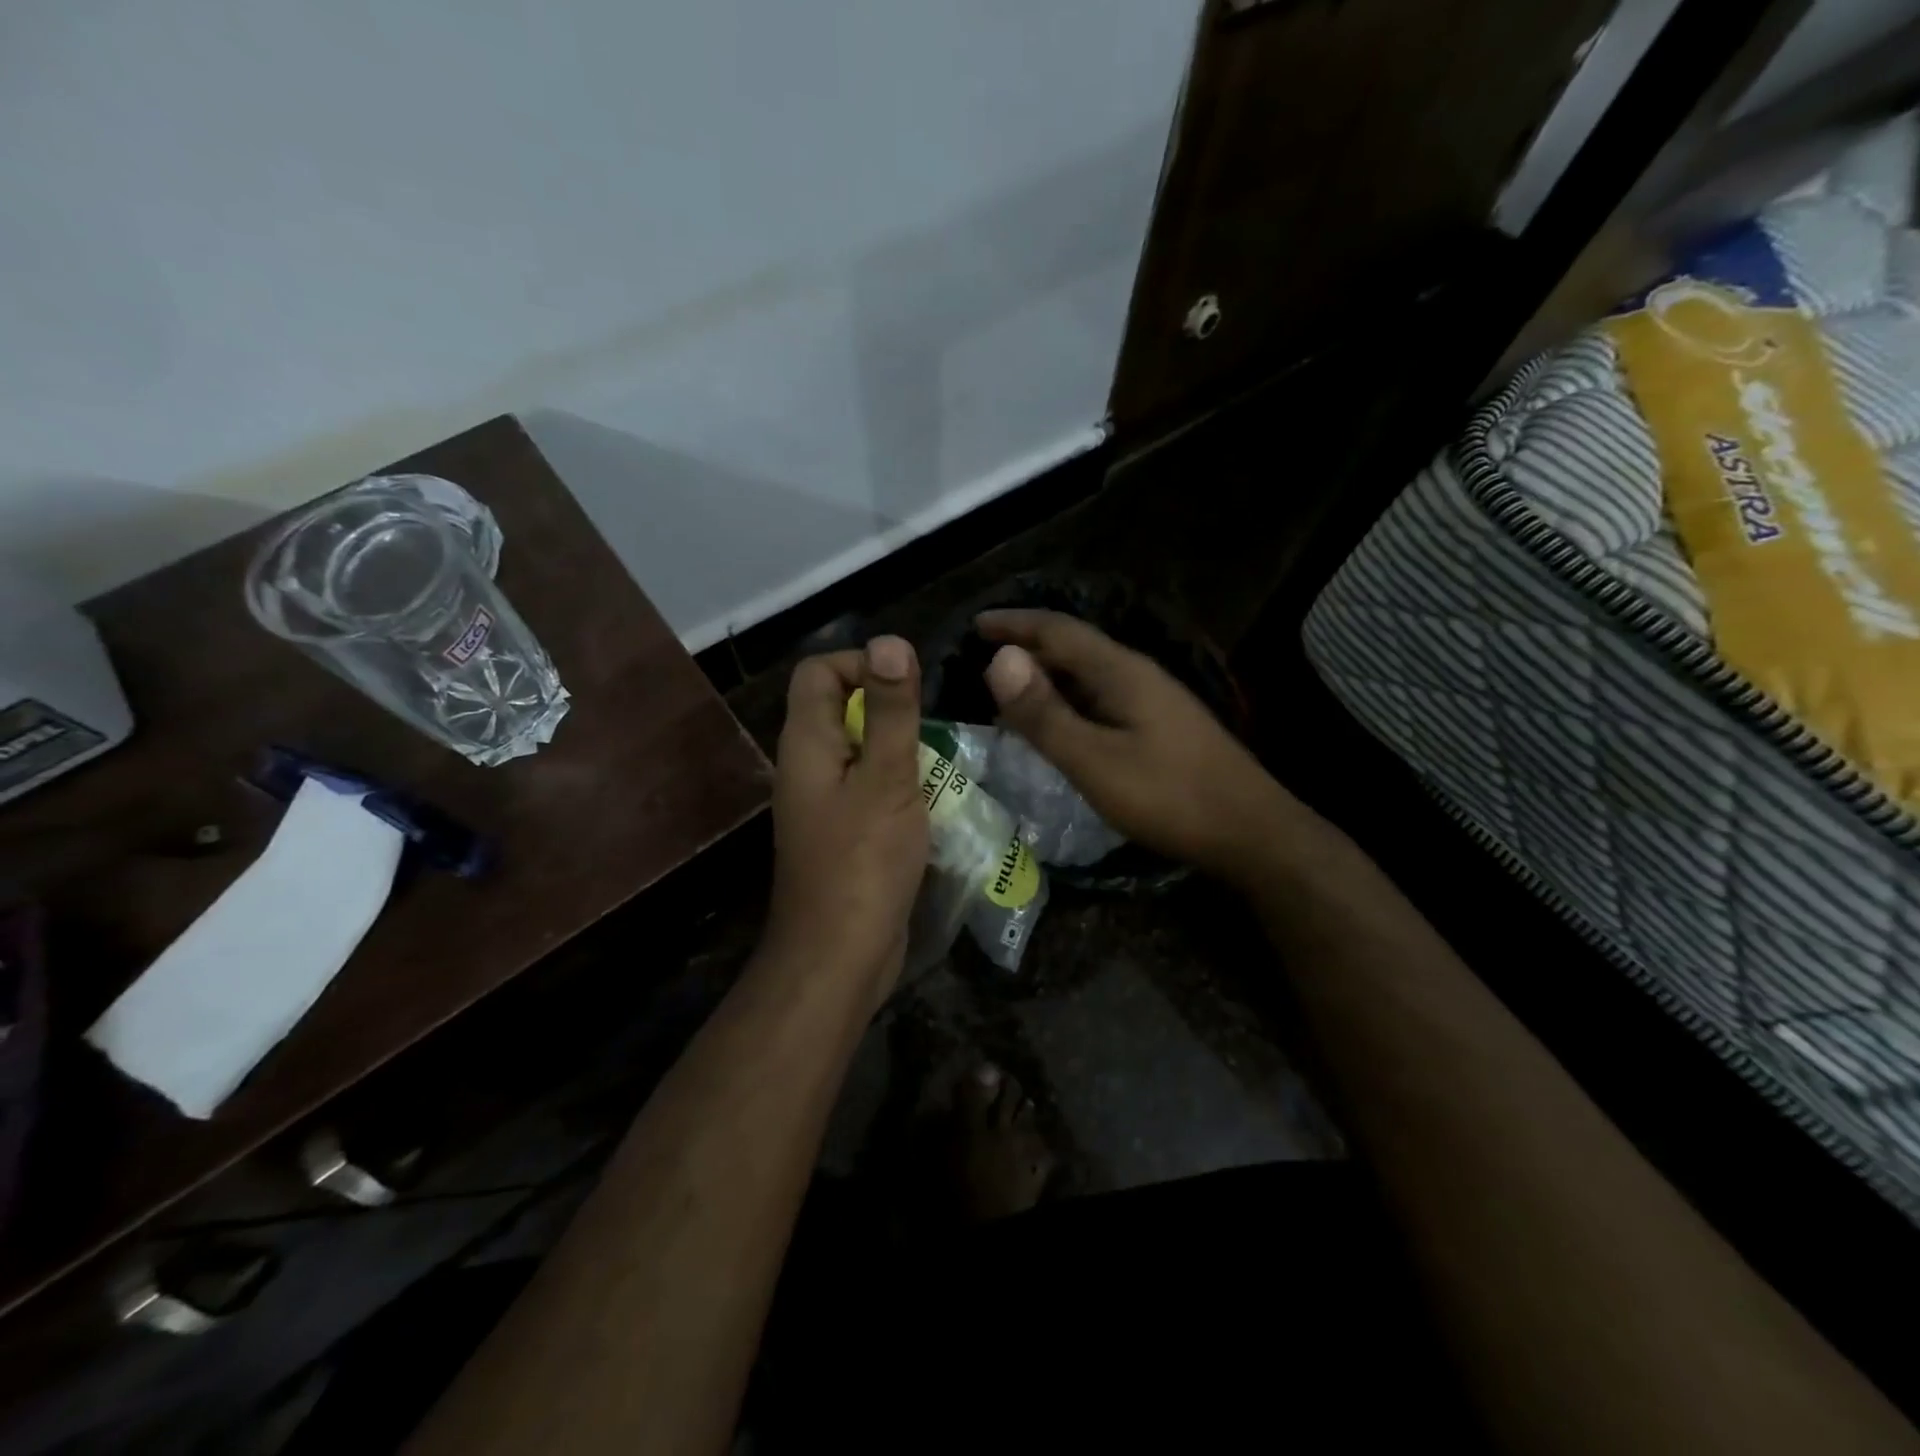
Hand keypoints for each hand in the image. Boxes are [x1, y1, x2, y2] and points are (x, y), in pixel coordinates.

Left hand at [766, 636, 928, 997]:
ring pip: (861, 749)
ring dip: (900, 747)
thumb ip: (889, 711)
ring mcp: (825, 801)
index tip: (909, 689)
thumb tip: (890, 641)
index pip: (819, 671)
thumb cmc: (863, 862)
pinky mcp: (845, 831)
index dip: (862, 664)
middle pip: (841, 707)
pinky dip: (900, 783)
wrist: (839, 955)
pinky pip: (871, 787)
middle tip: (933, 728)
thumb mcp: (886, 778)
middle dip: (890, 706)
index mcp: (807, 743)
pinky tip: (934, 800)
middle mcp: (808, 765)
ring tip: (942, 763)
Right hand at [978, 610, 1291, 882]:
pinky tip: (1058, 724)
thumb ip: (1044, 713)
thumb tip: (998, 660)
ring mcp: (1153, 700)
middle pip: (1074, 647)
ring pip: (1088, 674)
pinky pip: (1101, 698)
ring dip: (1047, 675)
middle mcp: (1137, 674)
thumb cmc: (1169, 797)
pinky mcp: (1160, 726)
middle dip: (1027, 647)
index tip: (975, 623)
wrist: (1252, 832)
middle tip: (983, 658)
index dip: (1014, 623)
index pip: (1057, 630)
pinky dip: (1068, 701)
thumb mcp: (1094, 760)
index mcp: (1120, 671)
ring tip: (1009, 690)